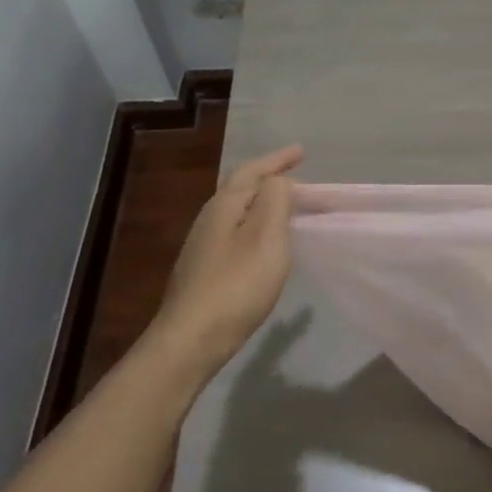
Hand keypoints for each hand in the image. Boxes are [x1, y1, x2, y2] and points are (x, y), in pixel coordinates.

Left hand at [152, 145, 303, 379]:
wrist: (190, 341)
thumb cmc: (236, 285)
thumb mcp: (266, 237)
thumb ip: (275, 201)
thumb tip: (277, 182)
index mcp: (224, 206)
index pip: (252, 171)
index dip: (278, 160)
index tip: (302, 151)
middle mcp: (209, 220)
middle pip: (241, 188)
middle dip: (269, 178)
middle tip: (298, 176)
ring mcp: (203, 248)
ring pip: (238, 212)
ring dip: (263, 203)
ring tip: (287, 206)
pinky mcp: (204, 272)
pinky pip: (236, 234)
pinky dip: (257, 226)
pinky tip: (265, 244)